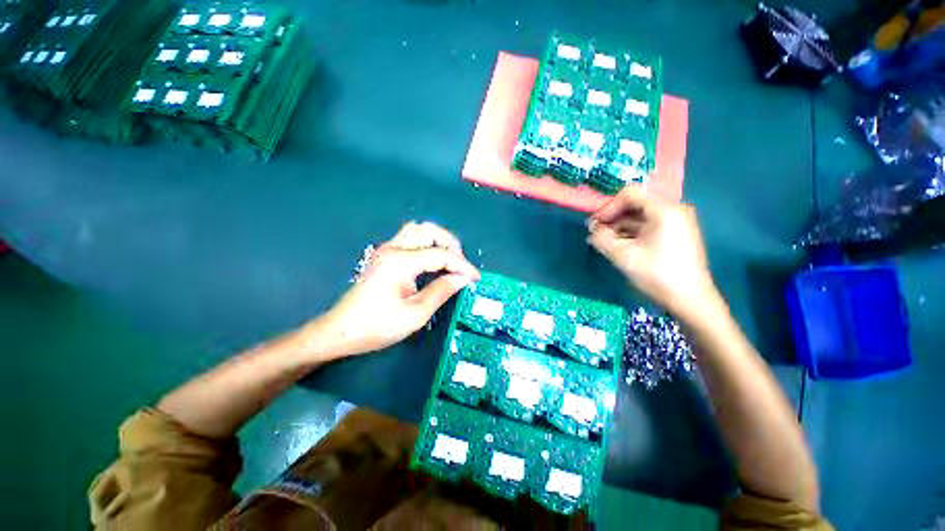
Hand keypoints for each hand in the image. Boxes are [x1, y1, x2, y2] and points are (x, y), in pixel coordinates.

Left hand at [309, 222, 479, 359]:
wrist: (340, 331)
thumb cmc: (377, 326)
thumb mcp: (415, 314)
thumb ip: (442, 291)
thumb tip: (463, 279)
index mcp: (401, 262)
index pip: (441, 255)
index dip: (463, 265)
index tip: (476, 278)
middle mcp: (393, 248)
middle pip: (430, 230)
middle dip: (451, 245)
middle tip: (461, 266)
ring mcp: (387, 249)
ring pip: (419, 230)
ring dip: (439, 241)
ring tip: (449, 260)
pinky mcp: (385, 254)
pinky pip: (410, 237)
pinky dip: (427, 243)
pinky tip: (432, 260)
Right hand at [587, 185, 719, 322]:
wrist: (690, 300)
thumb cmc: (657, 274)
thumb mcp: (622, 255)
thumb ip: (601, 238)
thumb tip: (593, 230)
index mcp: (664, 210)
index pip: (630, 194)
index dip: (608, 207)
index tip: (595, 225)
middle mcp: (673, 210)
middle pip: (635, 204)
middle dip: (612, 217)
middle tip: (597, 234)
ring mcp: (677, 222)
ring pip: (641, 216)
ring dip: (620, 226)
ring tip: (605, 242)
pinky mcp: (676, 234)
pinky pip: (649, 225)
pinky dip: (632, 233)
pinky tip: (620, 246)